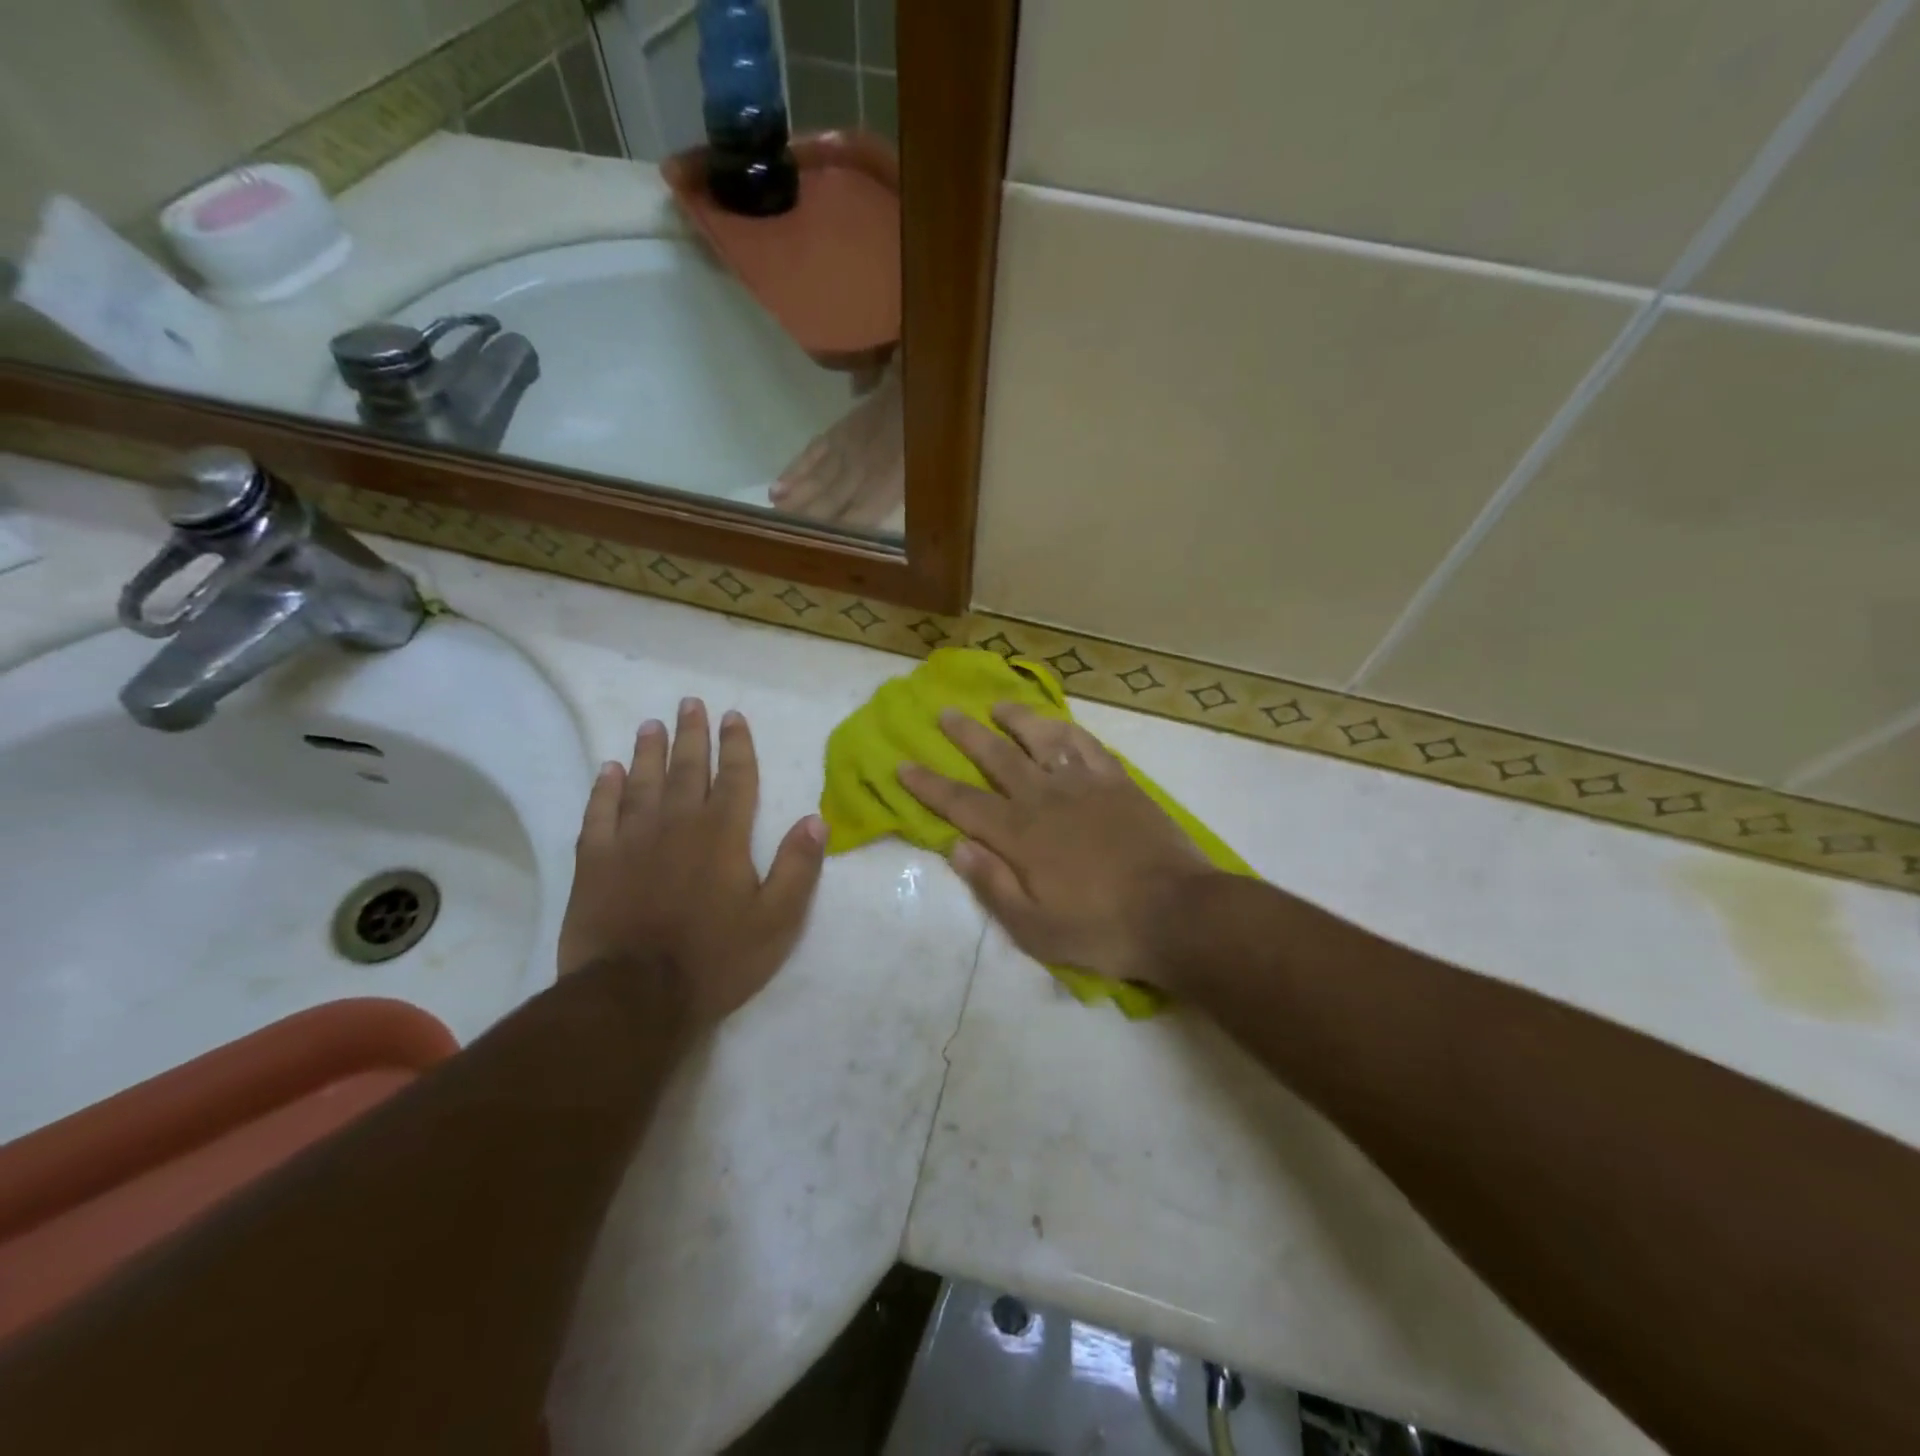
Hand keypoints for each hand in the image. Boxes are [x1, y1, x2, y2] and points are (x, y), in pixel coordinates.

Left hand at [558, 699, 826, 1026]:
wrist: (634, 997)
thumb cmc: (715, 959)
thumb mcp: (777, 920)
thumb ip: (798, 867)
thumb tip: (816, 818)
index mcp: (723, 835)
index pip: (735, 777)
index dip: (737, 745)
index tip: (733, 716)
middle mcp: (678, 825)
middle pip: (687, 769)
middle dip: (692, 735)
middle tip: (690, 703)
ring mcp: (631, 841)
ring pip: (641, 783)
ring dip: (649, 752)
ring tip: (651, 725)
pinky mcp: (595, 862)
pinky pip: (599, 814)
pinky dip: (603, 789)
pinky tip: (607, 771)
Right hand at [898, 705, 1211, 988]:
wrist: (1177, 913)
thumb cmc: (1101, 929)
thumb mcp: (1034, 929)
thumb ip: (992, 884)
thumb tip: (955, 846)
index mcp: (1019, 835)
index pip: (962, 802)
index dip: (929, 784)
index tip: (903, 764)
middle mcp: (1045, 798)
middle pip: (997, 757)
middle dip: (966, 735)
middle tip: (945, 712)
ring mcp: (1085, 785)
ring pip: (1042, 739)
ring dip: (1017, 719)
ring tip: (999, 706)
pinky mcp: (1119, 782)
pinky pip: (1087, 745)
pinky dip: (1066, 730)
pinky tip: (1057, 726)